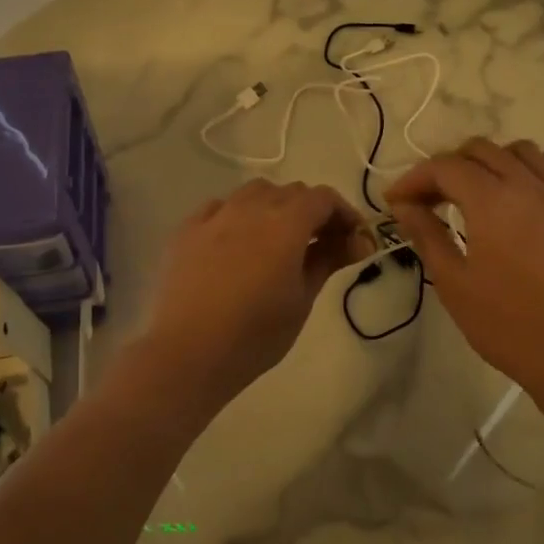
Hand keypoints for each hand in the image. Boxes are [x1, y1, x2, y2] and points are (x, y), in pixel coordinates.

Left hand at [137, 179, 374, 408]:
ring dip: (274, 206)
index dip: (343, 213)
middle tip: (321, 244)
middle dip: (311, 211)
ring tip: (277, 240)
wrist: (188, 351)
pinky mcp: (186, 229)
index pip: (323, 198)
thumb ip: (328, 260)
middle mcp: (250, 207)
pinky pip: (219, 207)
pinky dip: (237, 215)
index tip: (352, 238)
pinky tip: (236, 243)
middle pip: (290, 191)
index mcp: (285, 222)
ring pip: (253, 193)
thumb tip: (357, 241)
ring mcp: (215, 215)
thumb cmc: (255, 333)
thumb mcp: (302, 299)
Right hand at [385, 138, 543, 428]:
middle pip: (482, 151)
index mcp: (491, 201)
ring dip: (494, 161)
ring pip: (526, 152)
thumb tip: (404, 206)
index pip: (444, 167)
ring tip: (478, 191)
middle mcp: (529, 186)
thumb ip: (427, 236)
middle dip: (448, 167)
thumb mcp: (454, 283)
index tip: (395, 201)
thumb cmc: (508, 326)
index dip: (414, 178)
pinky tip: (539, 180)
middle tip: (429, 201)